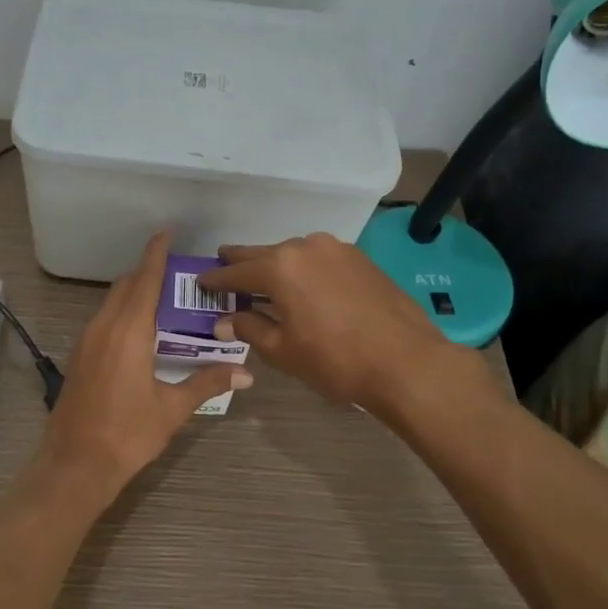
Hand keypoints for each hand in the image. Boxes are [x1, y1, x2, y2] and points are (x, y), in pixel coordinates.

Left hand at [38, 231, 251, 495]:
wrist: (75, 465)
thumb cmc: (127, 434)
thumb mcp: (172, 408)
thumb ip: (208, 382)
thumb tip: (246, 374)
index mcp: (128, 331)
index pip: (144, 279)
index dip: (156, 253)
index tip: (167, 231)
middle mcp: (104, 327)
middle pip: (126, 286)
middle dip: (149, 273)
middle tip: (181, 278)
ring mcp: (87, 341)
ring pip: (112, 303)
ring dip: (135, 294)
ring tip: (167, 304)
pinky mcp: (80, 357)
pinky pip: (104, 320)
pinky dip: (124, 314)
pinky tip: (143, 334)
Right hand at [196, 232, 479, 413]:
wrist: (406, 361)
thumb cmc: (335, 360)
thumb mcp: (283, 350)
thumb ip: (249, 328)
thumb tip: (224, 320)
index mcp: (279, 267)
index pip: (236, 271)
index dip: (215, 279)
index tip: (201, 282)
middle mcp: (305, 247)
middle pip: (263, 254)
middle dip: (242, 263)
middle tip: (224, 267)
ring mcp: (336, 249)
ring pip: (293, 253)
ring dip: (276, 266)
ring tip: (265, 280)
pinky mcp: (360, 258)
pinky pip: (319, 259)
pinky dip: (304, 269)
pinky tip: (304, 286)